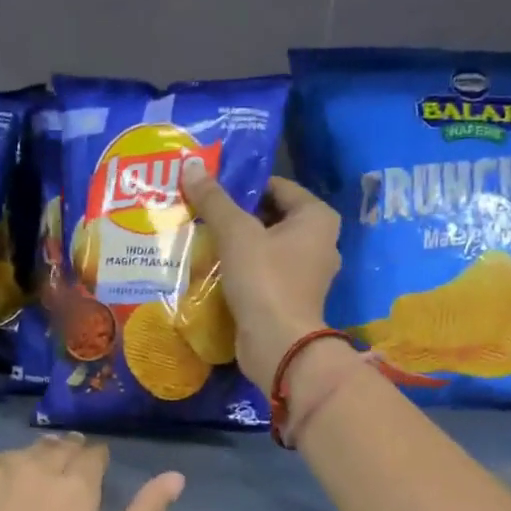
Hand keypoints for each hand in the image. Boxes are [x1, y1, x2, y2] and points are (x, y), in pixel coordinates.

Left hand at [0, 435, 182, 510]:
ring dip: (35, 466)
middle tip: (63, 498)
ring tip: (30, 503)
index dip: (97, 467)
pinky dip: (1, 475)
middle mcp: (34, 468)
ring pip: (24, 452)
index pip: (94, 453)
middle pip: (60, 446)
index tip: (92, 490)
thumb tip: (175, 477)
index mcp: (74, 489)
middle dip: (68, 462)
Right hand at [181, 159, 341, 390]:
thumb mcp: (236, 233)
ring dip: (237, 243)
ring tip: (201, 237)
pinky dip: (242, 268)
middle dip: (236, 215)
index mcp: (318, 217)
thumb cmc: (265, 280)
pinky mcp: (291, 298)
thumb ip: (214, 199)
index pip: (276, 186)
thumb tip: (191, 165)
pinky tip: (213, 267)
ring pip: (265, 246)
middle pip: (270, 216)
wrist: (278, 345)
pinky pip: (264, 272)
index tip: (209, 189)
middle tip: (200, 211)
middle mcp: (320, 241)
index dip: (242, 185)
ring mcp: (307, 273)